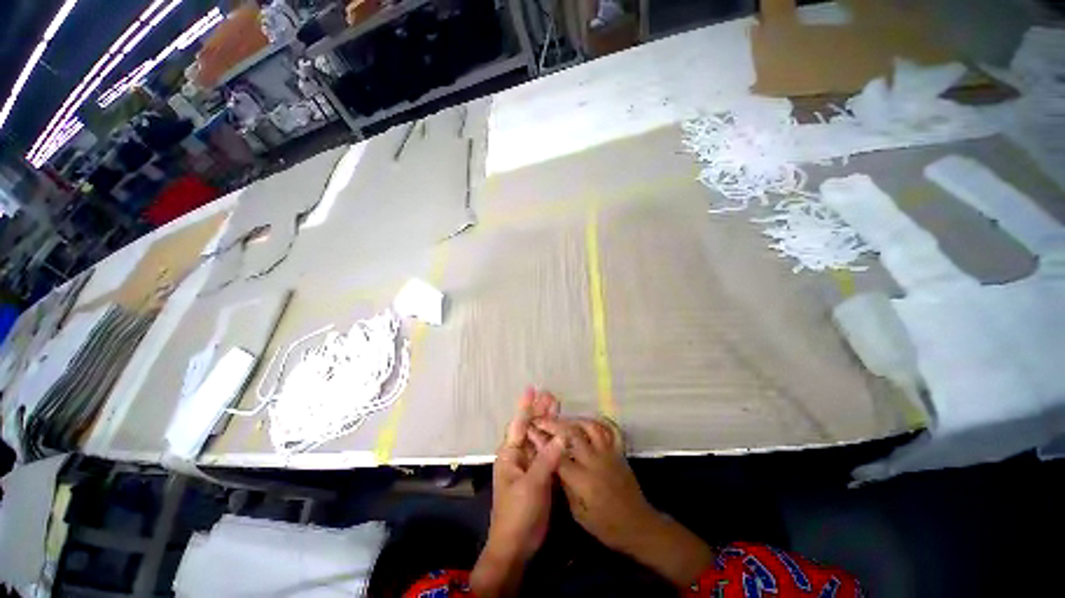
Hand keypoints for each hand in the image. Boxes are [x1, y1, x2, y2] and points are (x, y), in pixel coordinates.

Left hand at [471, 389, 564, 596]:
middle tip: (552, 395)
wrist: (517, 545)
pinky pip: (547, 454)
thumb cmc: (518, 513)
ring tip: (558, 406)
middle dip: (540, 411)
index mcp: (510, 454)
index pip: (519, 424)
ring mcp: (529, 465)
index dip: (526, 406)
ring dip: (548, 424)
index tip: (532, 388)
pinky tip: (563, 434)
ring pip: (539, 439)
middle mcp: (518, 455)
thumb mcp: (531, 485)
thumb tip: (561, 436)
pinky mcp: (539, 476)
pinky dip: (554, 443)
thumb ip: (546, 459)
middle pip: (530, 428)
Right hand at [531, 417, 714, 587]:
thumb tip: (553, 464)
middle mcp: (594, 461)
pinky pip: (611, 430)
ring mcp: (609, 453)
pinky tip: (590, 421)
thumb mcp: (579, 514)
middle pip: (571, 434)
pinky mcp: (619, 451)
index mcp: (582, 479)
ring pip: (590, 426)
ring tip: (563, 421)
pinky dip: (601, 421)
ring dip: (574, 420)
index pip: (557, 454)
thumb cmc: (606, 526)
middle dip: (554, 424)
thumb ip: (565, 486)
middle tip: (542, 419)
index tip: (531, 431)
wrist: (638, 525)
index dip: (541, 441)